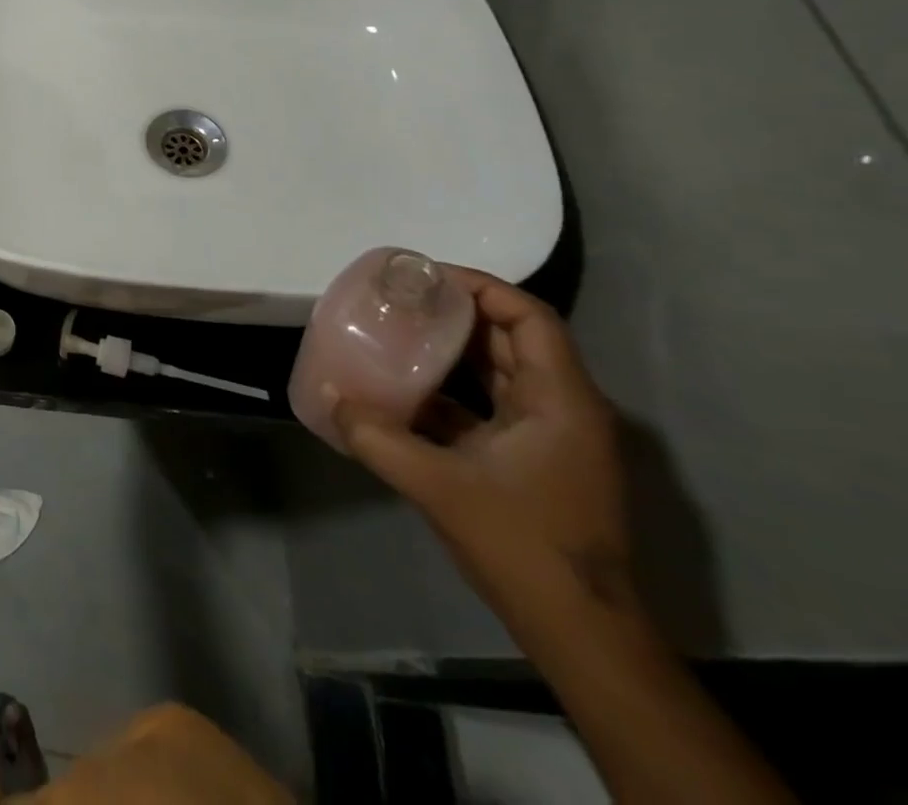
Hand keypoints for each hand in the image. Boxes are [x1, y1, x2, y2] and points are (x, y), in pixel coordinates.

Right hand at [330, 269, 635, 631]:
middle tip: (401, 298)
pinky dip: (452, 389)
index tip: (426, 278)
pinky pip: (490, 404)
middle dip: (458, 311)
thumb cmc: (521, 544)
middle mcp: (562, 408)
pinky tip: (405, 390)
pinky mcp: (532, 460)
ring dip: (453, 349)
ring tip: (398, 331)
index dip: (481, 287)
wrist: (578, 630)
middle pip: (512, 337)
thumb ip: (377, 437)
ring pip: (501, 370)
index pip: (529, 317)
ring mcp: (550, 436)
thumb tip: (330, 396)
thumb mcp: (437, 485)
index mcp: (559, 400)